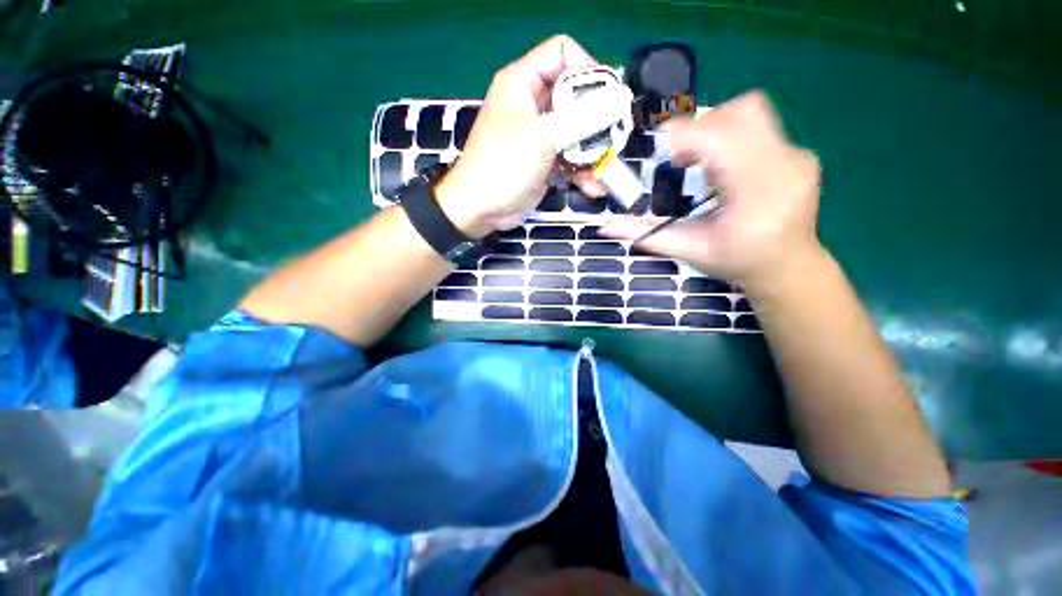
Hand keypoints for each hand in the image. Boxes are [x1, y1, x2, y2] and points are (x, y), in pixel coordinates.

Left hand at [436, 35, 606, 237]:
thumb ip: (582, 118)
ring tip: (605, 169)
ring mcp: (540, 136)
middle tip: (615, 137)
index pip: (563, 53)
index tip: (606, 97)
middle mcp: (533, 104)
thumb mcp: (543, 136)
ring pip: (576, 132)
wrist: (481, 209)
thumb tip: (618, 101)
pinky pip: (570, 159)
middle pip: (575, 97)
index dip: (587, 68)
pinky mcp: (544, 162)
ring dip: (593, 152)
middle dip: (597, 119)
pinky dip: (582, 173)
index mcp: (523, 82)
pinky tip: (594, 188)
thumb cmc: (505, 165)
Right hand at [600, 91, 823, 292]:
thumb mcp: (688, 251)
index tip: (658, 147)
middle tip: (680, 158)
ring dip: (716, 128)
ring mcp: (796, 155)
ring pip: (751, 112)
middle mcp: (784, 165)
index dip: (684, 134)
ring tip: (701, 162)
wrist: (788, 266)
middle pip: (740, 112)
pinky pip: (760, 127)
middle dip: (700, 127)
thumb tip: (604, 228)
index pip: (721, 139)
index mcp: (757, 194)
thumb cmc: (737, 261)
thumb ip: (646, 235)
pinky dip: (731, 139)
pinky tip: (724, 169)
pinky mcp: (798, 152)